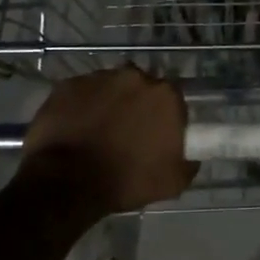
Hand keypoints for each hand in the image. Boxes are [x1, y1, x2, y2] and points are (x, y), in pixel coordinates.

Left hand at [18, 66, 197, 217]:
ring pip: (110, 87)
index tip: (157, 134)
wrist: (68, 182)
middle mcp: (134, 76)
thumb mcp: (172, 182)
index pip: (173, 99)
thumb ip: (188, 163)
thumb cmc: (126, 181)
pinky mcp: (68, 84)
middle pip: (141, 87)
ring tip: (98, 130)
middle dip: (136, 105)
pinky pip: (82, 93)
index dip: (165, 117)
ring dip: (108, 103)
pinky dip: (81, 106)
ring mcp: (98, 78)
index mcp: (165, 96)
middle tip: (127, 131)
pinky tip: (76, 127)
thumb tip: (191, 157)